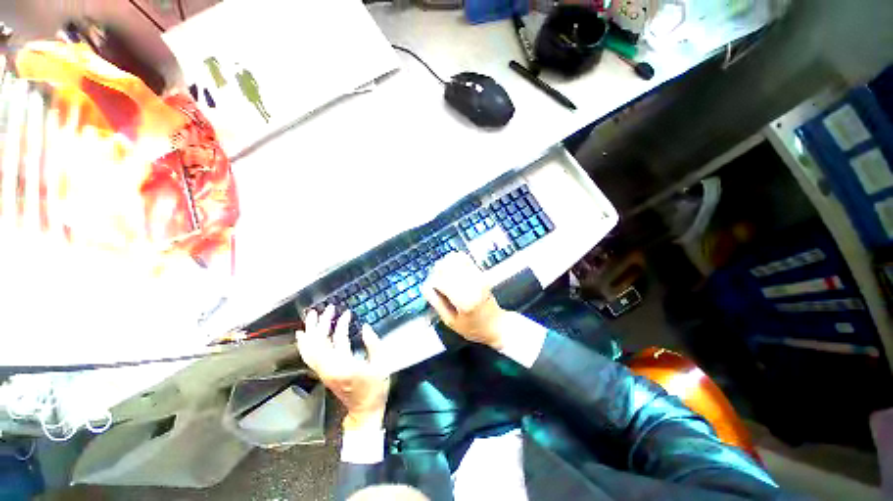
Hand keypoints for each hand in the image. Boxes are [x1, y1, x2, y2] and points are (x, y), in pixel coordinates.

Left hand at [296, 306, 389, 430]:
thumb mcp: (381, 365)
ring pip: (310, 349)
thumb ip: (374, 344)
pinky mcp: (324, 374)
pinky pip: (310, 357)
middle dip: (321, 323)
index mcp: (344, 365)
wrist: (364, 412)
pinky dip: (306, 344)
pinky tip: (304, 335)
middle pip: (318, 342)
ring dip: (310, 331)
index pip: (337, 339)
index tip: (347, 311)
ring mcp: (324, 372)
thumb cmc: (375, 388)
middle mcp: (328, 368)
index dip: (341, 323)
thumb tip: (365, 327)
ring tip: (312, 316)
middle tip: (327, 308)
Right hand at [422, 252, 508, 349]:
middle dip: (437, 273)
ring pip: (454, 260)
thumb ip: (437, 303)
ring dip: (445, 265)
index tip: (431, 290)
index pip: (440, 281)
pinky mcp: (481, 272)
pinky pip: (464, 258)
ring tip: (444, 276)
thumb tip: (425, 287)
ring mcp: (478, 276)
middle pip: (446, 267)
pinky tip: (452, 268)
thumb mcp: (450, 322)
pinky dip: (454, 260)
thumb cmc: (474, 328)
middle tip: (436, 284)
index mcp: (464, 301)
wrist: (497, 324)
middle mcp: (472, 285)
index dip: (432, 284)